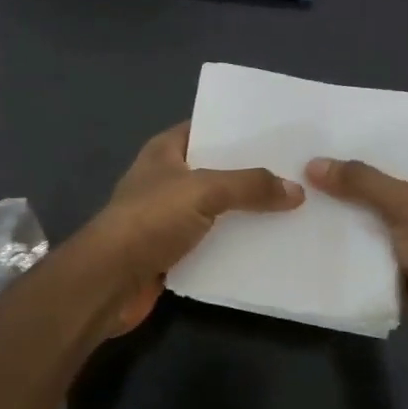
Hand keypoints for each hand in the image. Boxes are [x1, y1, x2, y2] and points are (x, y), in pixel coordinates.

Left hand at [87, 121, 302, 335]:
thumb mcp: (203, 190)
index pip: (207, 128)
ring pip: (218, 210)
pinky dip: (236, 246)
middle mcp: (167, 180)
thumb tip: (296, 190)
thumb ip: (249, 185)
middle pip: (217, 171)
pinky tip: (270, 246)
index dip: (239, 129)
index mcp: (165, 152)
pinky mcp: (174, 252)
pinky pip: (213, 243)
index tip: (278, 133)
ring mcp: (169, 218)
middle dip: (252, 174)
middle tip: (297, 172)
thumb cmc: (151, 219)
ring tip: (295, 209)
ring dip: (247, 213)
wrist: (110, 280)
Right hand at [306, 122, 407, 379]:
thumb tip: (314, 163)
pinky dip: (341, 237)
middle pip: (383, 169)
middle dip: (347, 160)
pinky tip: (303, 226)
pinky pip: (364, 242)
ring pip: (369, 208)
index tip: (337, 112)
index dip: (381, 119)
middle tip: (300, 146)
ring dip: (338, 201)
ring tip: (292, 180)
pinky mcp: (398, 262)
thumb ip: (362, 182)